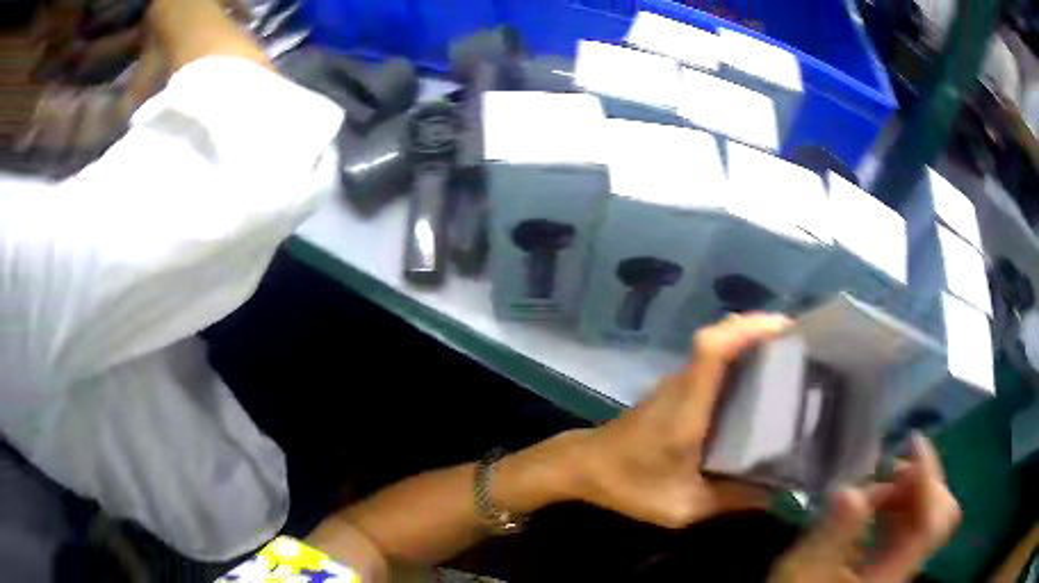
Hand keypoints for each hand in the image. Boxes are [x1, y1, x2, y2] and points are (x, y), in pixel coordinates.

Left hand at [563, 313, 789, 527]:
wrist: (584, 467)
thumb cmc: (629, 484)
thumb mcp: (682, 505)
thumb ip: (730, 500)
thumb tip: (776, 494)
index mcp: (687, 404)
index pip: (712, 348)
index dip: (746, 328)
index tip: (783, 326)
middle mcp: (683, 383)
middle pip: (721, 339)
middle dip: (762, 333)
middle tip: (803, 346)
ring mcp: (677, 384)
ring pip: (717, 349)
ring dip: (750, 344)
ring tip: (791, 361)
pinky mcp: (675, 391)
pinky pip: (711, 365)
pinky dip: (737, 362)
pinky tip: (759, 387)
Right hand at [768, 434, 960, 582]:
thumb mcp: (801, 572)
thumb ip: (829, 535)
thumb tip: (851, 490)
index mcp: (889, 575)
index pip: (933, 522)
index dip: (930, 477)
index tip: (911, 441)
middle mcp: (904, 569)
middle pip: (941, 515)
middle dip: (921, 481)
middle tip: (890, 467)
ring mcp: (901, 566)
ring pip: (929, 516)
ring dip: (909, 491)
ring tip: (876, 484)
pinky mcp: (892, 563)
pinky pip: (913, 526)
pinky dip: (901, 505)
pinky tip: (875, 503)